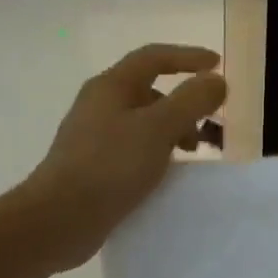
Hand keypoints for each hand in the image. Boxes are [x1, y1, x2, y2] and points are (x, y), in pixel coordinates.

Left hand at [27, 44, 227, 269]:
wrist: (58, 220)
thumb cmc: (110, 166)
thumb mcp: (159, 128)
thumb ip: (191, 100)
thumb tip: (216, 81)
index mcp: (112, 86)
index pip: (155, 57)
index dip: (189, 57)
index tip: (218, 65)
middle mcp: (100, 103)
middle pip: (151, 90)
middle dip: (186, 102)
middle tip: (211, 123)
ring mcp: (94, 135)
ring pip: (144, 120)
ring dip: (174, 128)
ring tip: (192, 153)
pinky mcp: (94, 164)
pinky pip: (135, 146)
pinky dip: (158, 150)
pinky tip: (167, 172)